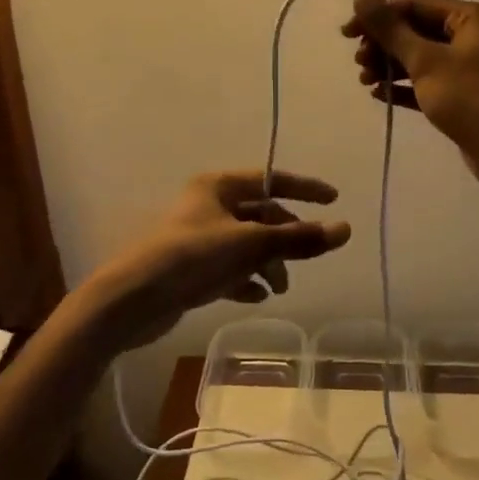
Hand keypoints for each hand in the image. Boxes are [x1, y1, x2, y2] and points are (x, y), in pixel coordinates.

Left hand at [76, 171, 352, 351]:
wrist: (132, 300)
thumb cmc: (192, 258)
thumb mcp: (251, 246)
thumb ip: (298, 239)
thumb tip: (346, 229)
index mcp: (218, 186)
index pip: (270, 179)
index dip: (304, 188)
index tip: (333, 199)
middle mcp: (208, 206)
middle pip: (261, 215)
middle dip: (285, 238)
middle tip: (303, 260)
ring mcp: (199, 238)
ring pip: (247, 244)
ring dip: (267, 262)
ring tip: (278, 287)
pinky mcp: (191, 268)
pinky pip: (230, 268)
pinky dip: (246, 279)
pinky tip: (257, 297)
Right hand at [343, 0, 478, 196]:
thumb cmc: (472, 99)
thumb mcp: (426, 61)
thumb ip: (391, 29)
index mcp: (472, 18)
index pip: (415, 3)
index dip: (378, 15)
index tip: (347, 34)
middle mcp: (474, 36)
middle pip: (417, 29)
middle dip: (384, 44)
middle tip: (359, 62)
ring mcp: (471, 67)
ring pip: (421, 56)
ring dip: (390, 65)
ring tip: (365, 80)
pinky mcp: (465, 95)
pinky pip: (428, 82)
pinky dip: (404, 86)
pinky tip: (379, 94)